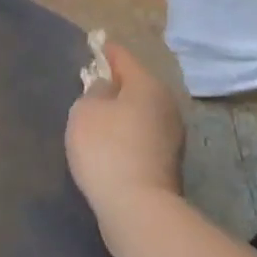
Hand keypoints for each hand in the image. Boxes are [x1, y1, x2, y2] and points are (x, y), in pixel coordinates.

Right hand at [66, 40, 185, 225]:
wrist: (138, 210)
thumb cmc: (107, 149)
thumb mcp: (85, 110)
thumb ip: (93, 91)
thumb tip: (106, 89)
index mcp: (147, 85)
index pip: (122, 57)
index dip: (104, 50)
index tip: (91, 46)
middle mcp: (166, 104)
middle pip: (136, 84)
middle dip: (115, 83)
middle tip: (90, 84)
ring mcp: (171, 135)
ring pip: (141, 111)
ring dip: (122, 111)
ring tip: (97, 116)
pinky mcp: (168, 163)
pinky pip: (142, 135)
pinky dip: (127, 133)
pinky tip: (109, 143)